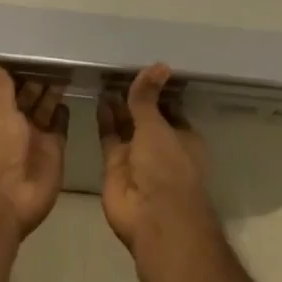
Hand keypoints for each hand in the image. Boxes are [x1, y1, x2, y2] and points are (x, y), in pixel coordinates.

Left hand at [0, 61, 67, 239]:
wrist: (7, 201)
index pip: (12, 86)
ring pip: (47, 108)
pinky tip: (71, 96)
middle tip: (60, 54)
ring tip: (69, 69)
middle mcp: (18, 123)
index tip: (38, 49)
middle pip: (32, 96)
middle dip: (42, 79)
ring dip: (55, 92)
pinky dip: (64, 113)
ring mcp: (37, 137)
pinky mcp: (55, 150)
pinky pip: (61, 126)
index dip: (23, 70)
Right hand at [98, 64, 214, 257]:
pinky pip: (109, 137)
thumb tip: (159, 64)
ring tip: (105, 77)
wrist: (152, 217)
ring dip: (118, 106)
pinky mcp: (115, 166)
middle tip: (118, 67)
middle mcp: (161, 146)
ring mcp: (137, 157)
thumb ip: (148, 97)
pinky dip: (104, 120)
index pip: (170, 107)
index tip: (144, 67)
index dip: (157, 90)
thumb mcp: (157, 125)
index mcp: (183, 137)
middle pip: (145, 116)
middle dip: (134, 97)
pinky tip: (98, 97)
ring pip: (126, 125)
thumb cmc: (167, 167)